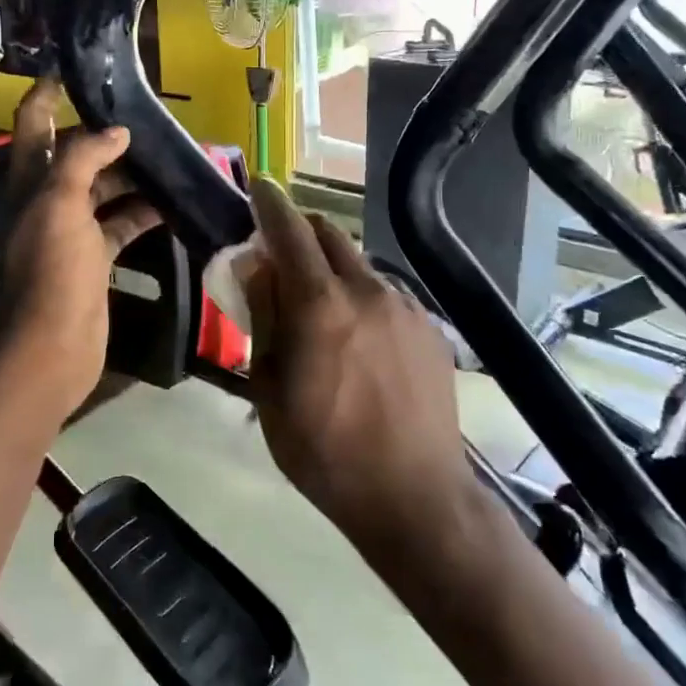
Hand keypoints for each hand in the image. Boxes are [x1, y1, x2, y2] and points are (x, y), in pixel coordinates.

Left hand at [0, 84, 160, 418]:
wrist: (49, 351)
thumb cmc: (50, 272)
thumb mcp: (60, 204)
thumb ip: (84, 158)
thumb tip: (117, 130)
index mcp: (30, 181)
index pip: (35, 122)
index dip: (49, 91)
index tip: (78, 67)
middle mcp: (48, 200)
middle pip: (77, 154)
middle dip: (107, 134)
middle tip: (150, 116)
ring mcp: (72, 231)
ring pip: (105, 189)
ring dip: (133, 174)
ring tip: (172, 155)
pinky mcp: (95, 259)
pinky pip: (123, 224)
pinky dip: (145, 213)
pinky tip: (174, 204)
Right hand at [244, 177, 473, 549]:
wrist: (415, 497)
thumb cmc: (324, 451)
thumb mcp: (269, 389)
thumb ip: (263, 317)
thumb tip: (256, 265)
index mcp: (320, 304)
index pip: (290, 230)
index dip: (270, 203)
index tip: (258, 188)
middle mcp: (366, 290)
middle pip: (329, 233)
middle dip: (300, 232)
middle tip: (280, 257)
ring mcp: (405, 307)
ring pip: (359, 264)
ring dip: (332, 269)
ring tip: (322, 310)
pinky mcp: (429, 328)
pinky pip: (386, 293)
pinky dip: (362, 297)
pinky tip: (360, 338)